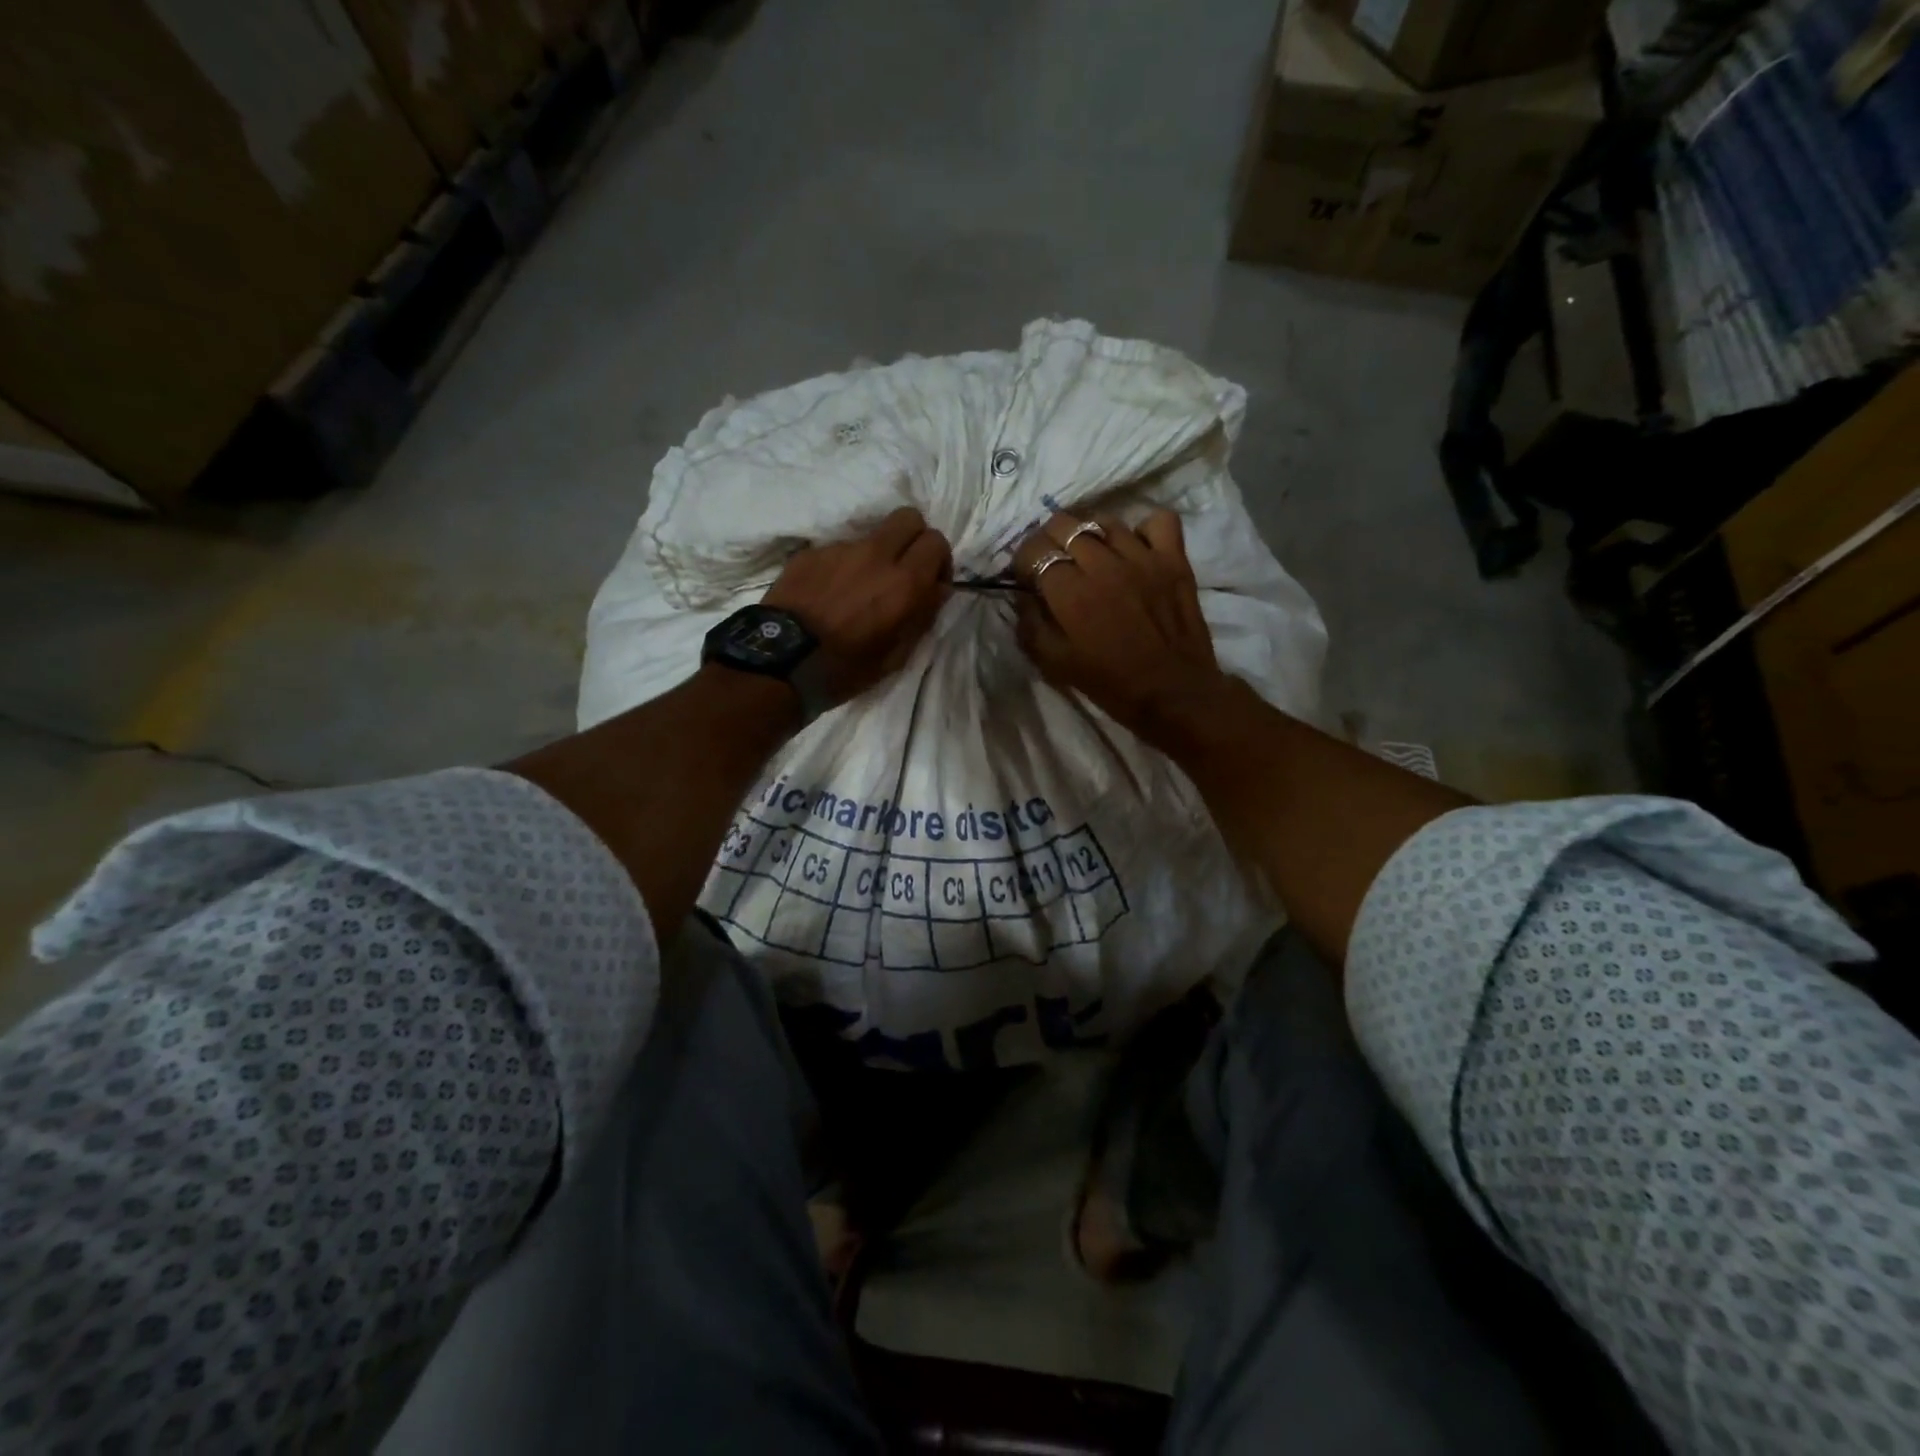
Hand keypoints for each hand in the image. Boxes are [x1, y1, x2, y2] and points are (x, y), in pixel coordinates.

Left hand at [764, 506, 952, 704]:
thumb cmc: (844, 669)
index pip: (936, 542)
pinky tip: (829, 595)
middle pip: (908, 517)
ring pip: (871, 536)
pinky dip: (842, 567)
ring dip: (875, 556)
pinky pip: (838, 551)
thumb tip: (936, 590)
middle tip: (904, 569)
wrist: (780, 662)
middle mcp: (876, 555)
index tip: (930, 583)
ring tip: (858, 589)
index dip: (938, 560)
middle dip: (913, 538)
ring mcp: (840, 549)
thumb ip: (921, 617)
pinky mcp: (811, 553)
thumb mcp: (895, 657)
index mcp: (904, 583)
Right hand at [1012, 510, 1232, 742]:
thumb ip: (1031, 625)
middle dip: (1049, 539)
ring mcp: (1143, 557)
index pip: (1036, 550)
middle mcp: (1104, 564)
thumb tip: (1024, 596)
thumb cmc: (1111, 683)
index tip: (1024, 574)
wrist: (1173, 693)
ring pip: (1105, 521)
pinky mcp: (1174, 559)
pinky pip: (1158, 521)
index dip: (1023, 559)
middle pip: (1065, 525)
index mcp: (1071, 592)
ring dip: (1089, 533)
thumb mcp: (1055, 664)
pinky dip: (1144, 528)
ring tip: (1090, 552)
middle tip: (1053, 559)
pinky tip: (1136, 548)